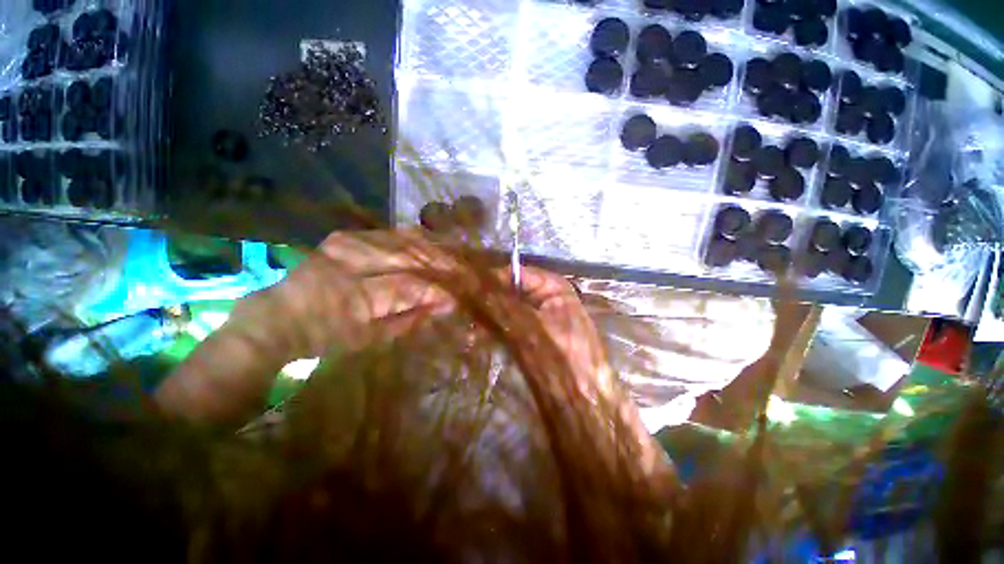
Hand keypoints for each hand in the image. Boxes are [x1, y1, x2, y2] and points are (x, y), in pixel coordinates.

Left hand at [155, 230, 457, 423]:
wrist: (278, 319)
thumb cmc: (324, 341)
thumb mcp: (369, 341)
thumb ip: (408, 321)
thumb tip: (443, 307)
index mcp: (352, 296)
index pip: (406, 286)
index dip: (437, 290)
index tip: (460, 296)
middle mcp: (349, 261)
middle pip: (408, 256)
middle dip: (442, 263)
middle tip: (468, 270)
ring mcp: (347, 243)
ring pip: (402, 239)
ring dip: (433, 247)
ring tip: (457, 254)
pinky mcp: (345, 236)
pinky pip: (389, 232)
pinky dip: (415, 238)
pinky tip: (433, 241)